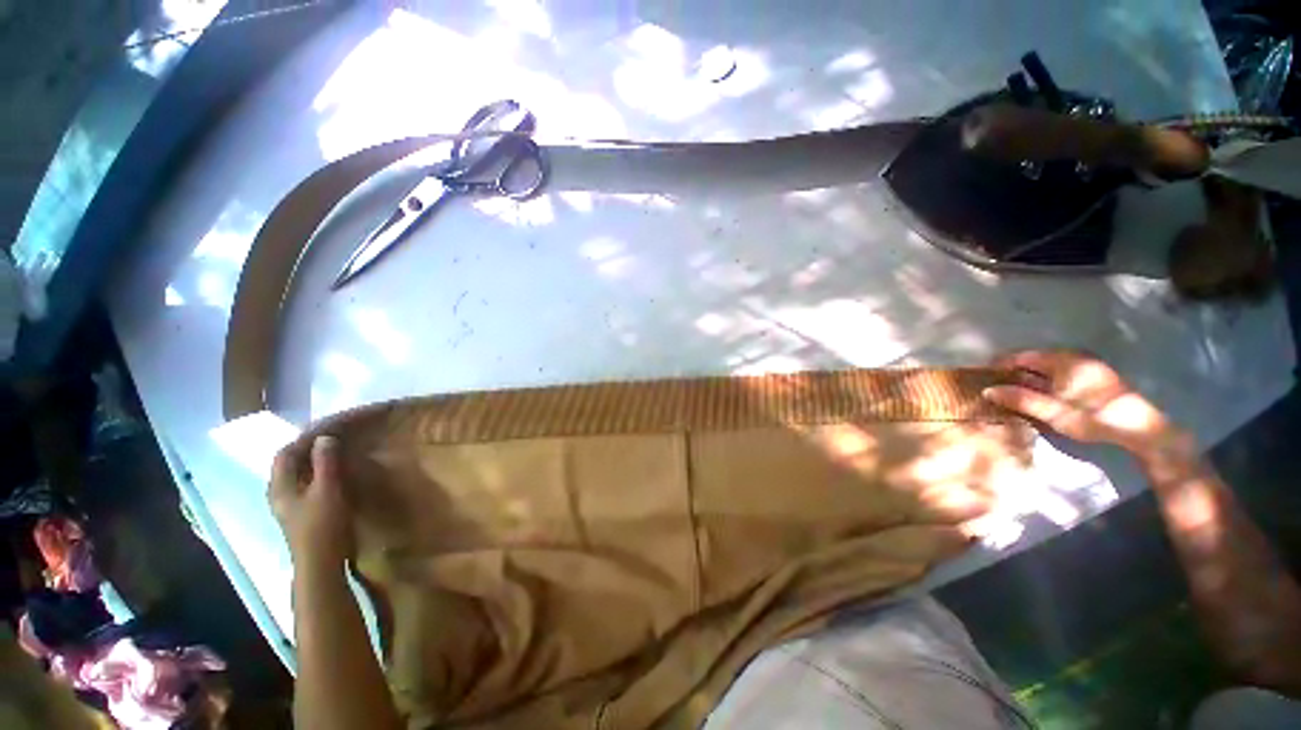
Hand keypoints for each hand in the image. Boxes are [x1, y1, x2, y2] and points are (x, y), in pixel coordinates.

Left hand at [269, 435, 353, 576]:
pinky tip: (333, 477)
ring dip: (313, 463)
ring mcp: (289, 506)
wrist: (320, 563)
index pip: (285, 454)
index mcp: (280, 486)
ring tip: (336, 454)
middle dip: (308, 449)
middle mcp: (279, 494)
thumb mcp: (327, 490)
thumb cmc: (322, 525)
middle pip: (289, 464)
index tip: (327, 429)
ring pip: (297, 476)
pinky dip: (317, 475)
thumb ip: (325, 463)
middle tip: (334, 439)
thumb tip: (325, 437)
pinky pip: (306, 486)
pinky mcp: (301, 515)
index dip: (304, 439)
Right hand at [982, 349, 1177, 455]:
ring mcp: (1085, 366)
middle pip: (1034, 360)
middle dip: (1014, 371)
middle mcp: (1073, 357)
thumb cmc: (1094, 418)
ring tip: (1014, 392)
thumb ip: (1021, 399)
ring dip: (1029, 377)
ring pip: (1047, 367)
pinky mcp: (1093, 377)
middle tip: (996, 386)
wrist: (1139, 429)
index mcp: (1062, 361)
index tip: (984, 377)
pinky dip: (1044, 380)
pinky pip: (1060, 373)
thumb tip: (987, 390)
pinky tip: (1040, 395)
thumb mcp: (1053, 412)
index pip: (1022, 356)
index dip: (1001, 365)